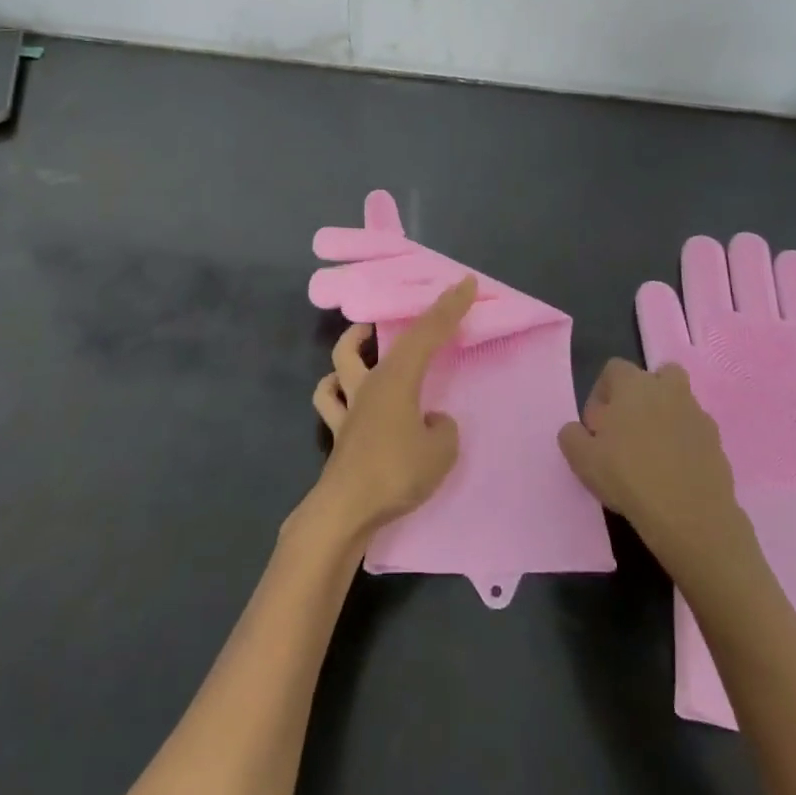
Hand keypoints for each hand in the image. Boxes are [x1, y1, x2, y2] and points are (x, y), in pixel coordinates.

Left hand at [304, 277, 472, 542]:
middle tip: (411, 314)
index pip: (426, 333)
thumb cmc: (395, 472)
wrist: (345, 510)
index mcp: (396, 378)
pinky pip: (331, 401)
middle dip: (395, 322)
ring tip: (364, 340)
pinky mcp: (337, 432)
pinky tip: (346, 393)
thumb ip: (443, 430)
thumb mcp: (440, 452)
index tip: (465, 283)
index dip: (448, 307)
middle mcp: (369, 383)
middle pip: (380, 340)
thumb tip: (433, 421)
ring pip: (341, 362)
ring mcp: (348, 407)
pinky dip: (336, 390)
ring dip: (352, 345)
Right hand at [558, 358, 752, 571]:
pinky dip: (684, 445)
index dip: (600, 394)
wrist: (690, 516)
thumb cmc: (629, 476)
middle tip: (628, 431)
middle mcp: (668, 389)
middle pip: (655, 378)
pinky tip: (674, 474)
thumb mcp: (581, 459)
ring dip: (665, 419)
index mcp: (633, 384)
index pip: (613, 369)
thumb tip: (578, 430)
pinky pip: (694, 433)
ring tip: (652, 455)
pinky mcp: (717, 443)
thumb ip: (572, 435)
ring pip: (678, 404)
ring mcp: (697, 414)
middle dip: (641, 397)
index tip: (596, 427)